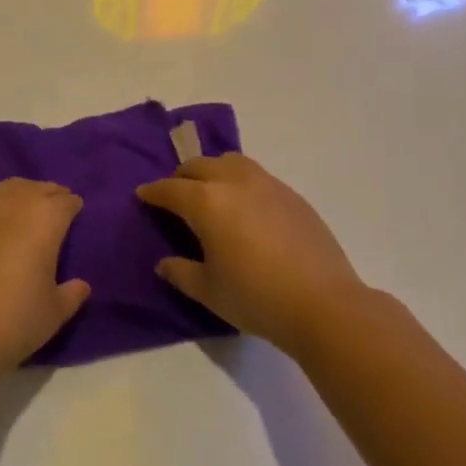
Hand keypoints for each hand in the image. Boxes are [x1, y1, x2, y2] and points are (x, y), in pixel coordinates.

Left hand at [0, 180, 90, 371]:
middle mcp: (11, 205)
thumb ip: (71, 294)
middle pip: (36, 188)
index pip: (65, 201)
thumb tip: (81, 285)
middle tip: (55, 209)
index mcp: (43, 219)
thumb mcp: (54, 313)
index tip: (77, 215)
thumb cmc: (13, 321)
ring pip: (5, 190)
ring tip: (25, 211)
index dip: (74, 207)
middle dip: (49, 195)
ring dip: (20, 195)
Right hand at [137, 154, 364, 355]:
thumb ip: (181, 273)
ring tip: (210, 192)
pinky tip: (245, 206)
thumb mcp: (209, 291)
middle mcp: (234, 181)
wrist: (323, 303)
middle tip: (174, 195)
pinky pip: (256, 175)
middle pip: (199, 166)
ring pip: (230, 161)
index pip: (171, 189)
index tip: (142, 195)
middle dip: (181, 177)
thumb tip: (164, 263)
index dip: (153, 192)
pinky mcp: (291, 194)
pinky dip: (240, 180)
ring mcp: (267, 183)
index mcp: (207, 202)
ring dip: (212, 170)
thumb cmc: (256, 298)